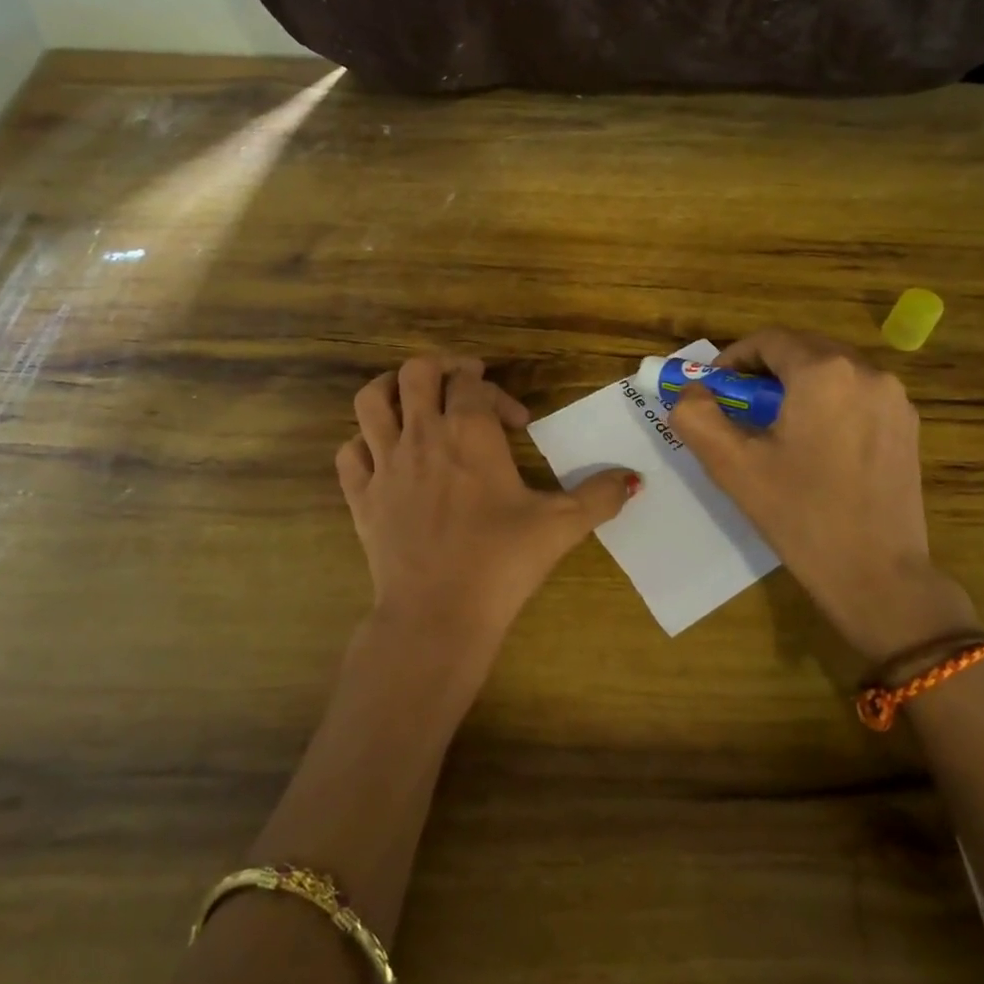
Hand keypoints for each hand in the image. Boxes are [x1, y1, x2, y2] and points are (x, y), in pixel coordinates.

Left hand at [336, 355, 637, 656]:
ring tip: (412, 399)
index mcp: (469, 433)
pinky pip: (349, 453)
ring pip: (371, 400)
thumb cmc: (501, 562)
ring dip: (391, 389)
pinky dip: (364, 444)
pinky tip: (384, 456)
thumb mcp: (561, 526)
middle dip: (441, 369)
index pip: (473, 384)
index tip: (516, 422)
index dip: (496, 392)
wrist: (438, 614)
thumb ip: (600, 496)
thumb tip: (633, 480)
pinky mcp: (361, 497)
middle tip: (462, 385)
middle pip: (417, 372)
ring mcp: (385, 464)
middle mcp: (422, 435)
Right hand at [668, 328, 979, 662]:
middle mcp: (867, 370)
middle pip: (802, 350)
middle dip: (763, 372)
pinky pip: (856, 395)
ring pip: (830, 372)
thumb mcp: (732, 465)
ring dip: (795, 387)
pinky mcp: (907, 425)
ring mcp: (894, 397)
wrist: (877, 575)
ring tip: (774, 431)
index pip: (768, 341)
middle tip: (738, 410)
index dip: (733, 359)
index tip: (714, 391)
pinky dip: (826, 404)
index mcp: (823, 372)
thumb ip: (697, 416)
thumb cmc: (800, 515)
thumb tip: (691, 393)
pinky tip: (814, 447)